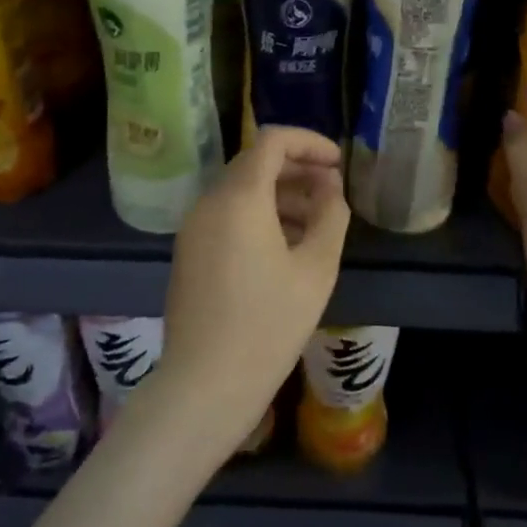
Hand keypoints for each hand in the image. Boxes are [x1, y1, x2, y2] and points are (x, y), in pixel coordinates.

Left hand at [154, 127, 350, 448]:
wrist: (205, 384)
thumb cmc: (268, 325)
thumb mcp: (316, 270)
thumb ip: (331, 217)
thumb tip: (330, 188)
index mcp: (239, 198)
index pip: (272, 141)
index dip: (309, 142)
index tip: (338, 163)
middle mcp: (209, 202)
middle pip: (254, 163)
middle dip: (297, 169)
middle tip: (333, 192)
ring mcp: (193, 227)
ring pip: (241, 190)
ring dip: (281, 194)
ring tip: (318, 223)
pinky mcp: (189, 251)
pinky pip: (227, 215)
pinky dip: (259, 215)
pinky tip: (287, 246)